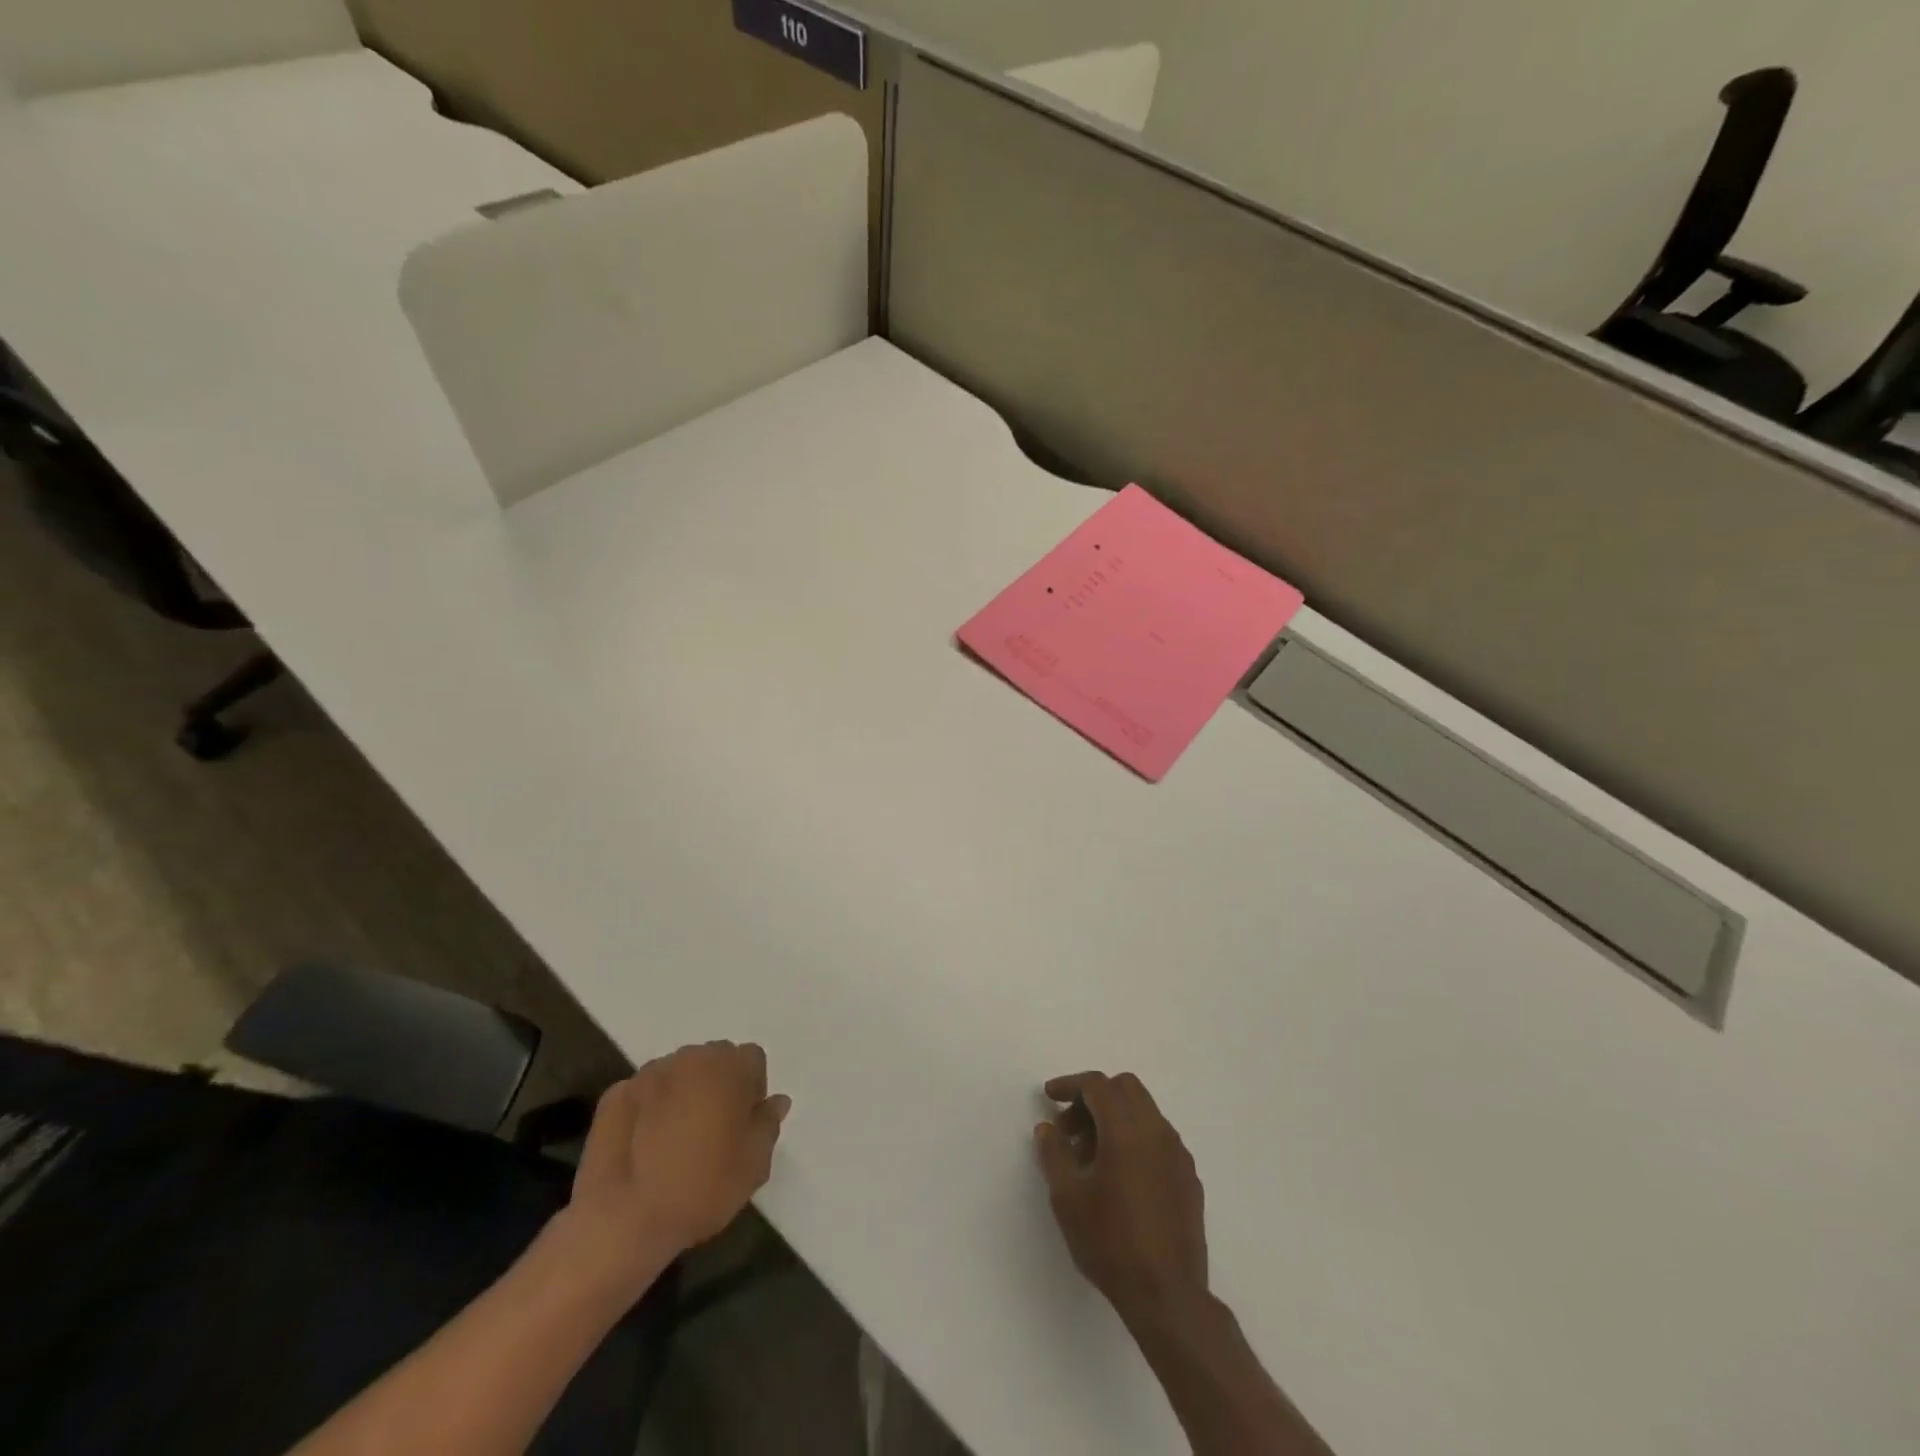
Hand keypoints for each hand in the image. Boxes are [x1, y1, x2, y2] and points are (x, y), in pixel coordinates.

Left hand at [559, 1041, 790, 1296]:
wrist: (623, 1220)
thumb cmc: (701, 1189)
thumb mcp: (754, 1165)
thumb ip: (768, 1124)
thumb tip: (775, 1101)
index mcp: (729, 1067)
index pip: (752, 1060)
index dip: (752, 1090)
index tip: (744, 1124)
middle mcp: (690, 1058)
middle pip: (713, 1060)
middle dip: (717, 1086)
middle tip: (713, 1131)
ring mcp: (648, 1073)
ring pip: (677, 1074)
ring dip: (682, 1094)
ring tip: (674, 1139)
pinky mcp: (614, 1095)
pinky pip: (643, 1094)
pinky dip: (647, 1109)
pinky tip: (643, 1145)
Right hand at [1035, 1071, 1207, 1323]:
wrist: (1168, 1297)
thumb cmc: (1111, 1243)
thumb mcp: (1067, 1198)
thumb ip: (1054, 1153)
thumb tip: (1048, 1127)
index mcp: (1126, 1129)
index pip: (1098, 1085)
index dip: (1070, 1084)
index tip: (1049, 1097)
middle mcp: (1157, 1131)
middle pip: (1125, 1088)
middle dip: (1094, 1097)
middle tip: (1070, 1128)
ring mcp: (1178, 1153)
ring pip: (1144, 1112)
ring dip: (1115, 1118)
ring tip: (1090, 1158)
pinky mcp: (1189, 1177)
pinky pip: (1158, 1138)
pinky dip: (1135, 1138)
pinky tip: (1120, 1177)